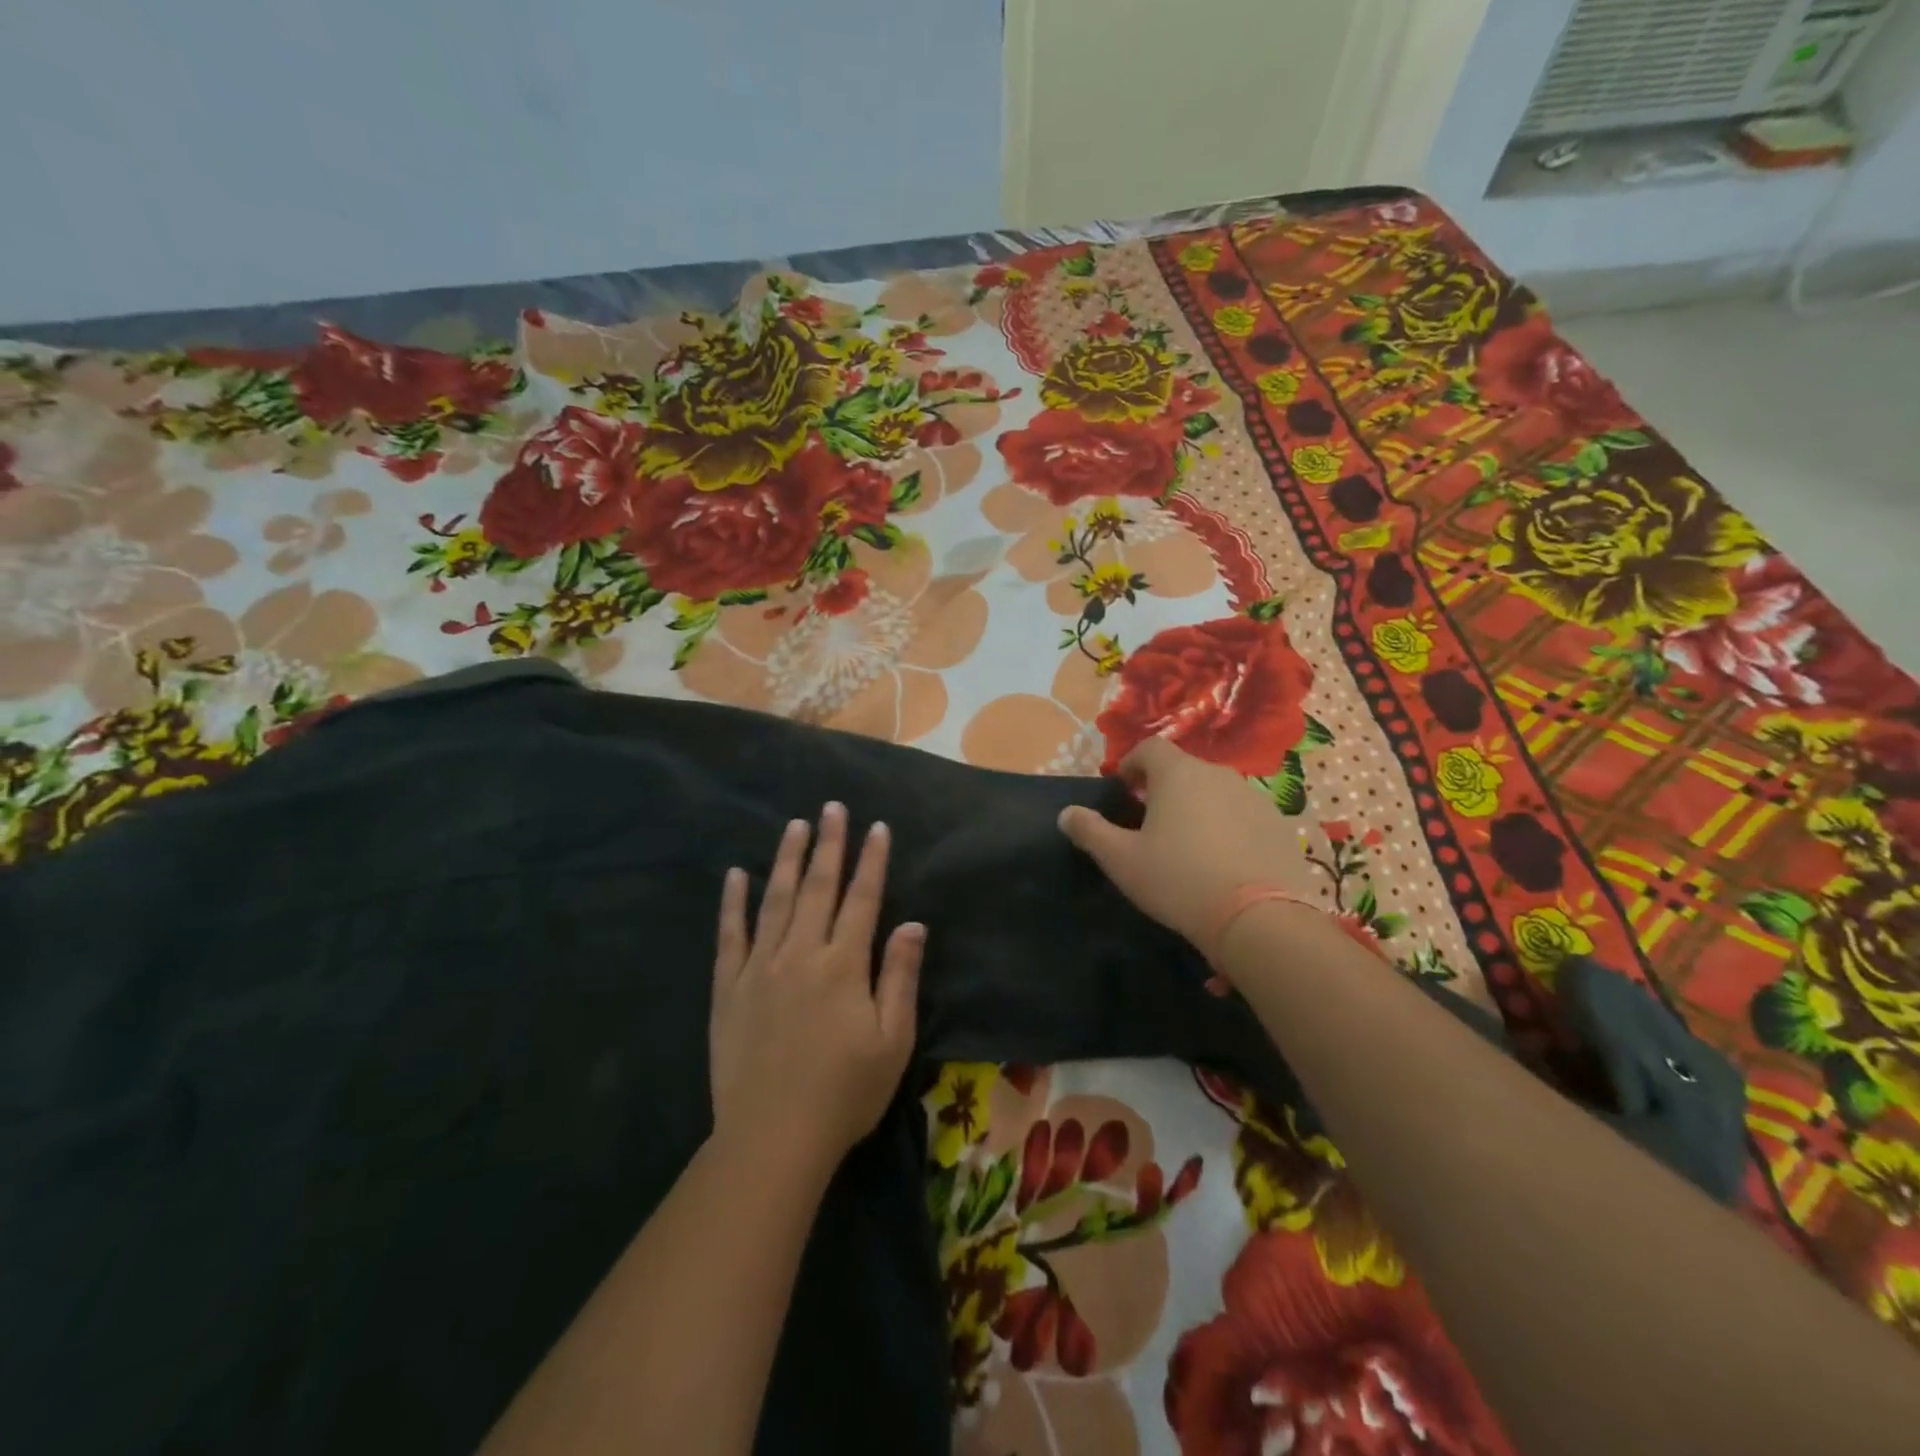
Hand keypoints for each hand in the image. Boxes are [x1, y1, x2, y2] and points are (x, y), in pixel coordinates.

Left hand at [710, 803, 924, 1178]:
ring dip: (786, 860)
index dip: (871, 860)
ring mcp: (760, 968)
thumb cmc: (845, 1093)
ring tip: (794, 826)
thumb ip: (900, 977)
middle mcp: (801, 954)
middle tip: (831, 807)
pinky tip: (735, 875)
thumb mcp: (892, 1041)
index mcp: (843, 965)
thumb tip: (913, 924)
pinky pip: (730, 936)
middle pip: (817, 888)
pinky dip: (732, 903)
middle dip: (828, 844)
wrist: (773, 1138)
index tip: (877, 827)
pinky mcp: (729, 988)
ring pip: (774, 900)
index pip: (862, 899)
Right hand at [1057, 736, 1317, 963]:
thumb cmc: (1178, 880)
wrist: (1257, 918)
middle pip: (1185, 769)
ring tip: (1189, 844)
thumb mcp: (1121, 860)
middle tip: (1151, 820)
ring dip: (1199, 806)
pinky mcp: (1280, 825)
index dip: (1133, 762)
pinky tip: (1224, 862)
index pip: (1151, 747)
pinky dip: (1230, 827)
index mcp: (1178, 774)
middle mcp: (1219, 774)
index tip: (1124, 787)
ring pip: (1217, 791)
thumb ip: (1090, 831)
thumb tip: (1066, 813)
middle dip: (1165, 787)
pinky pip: (1245, 815)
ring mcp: (1254, 798)